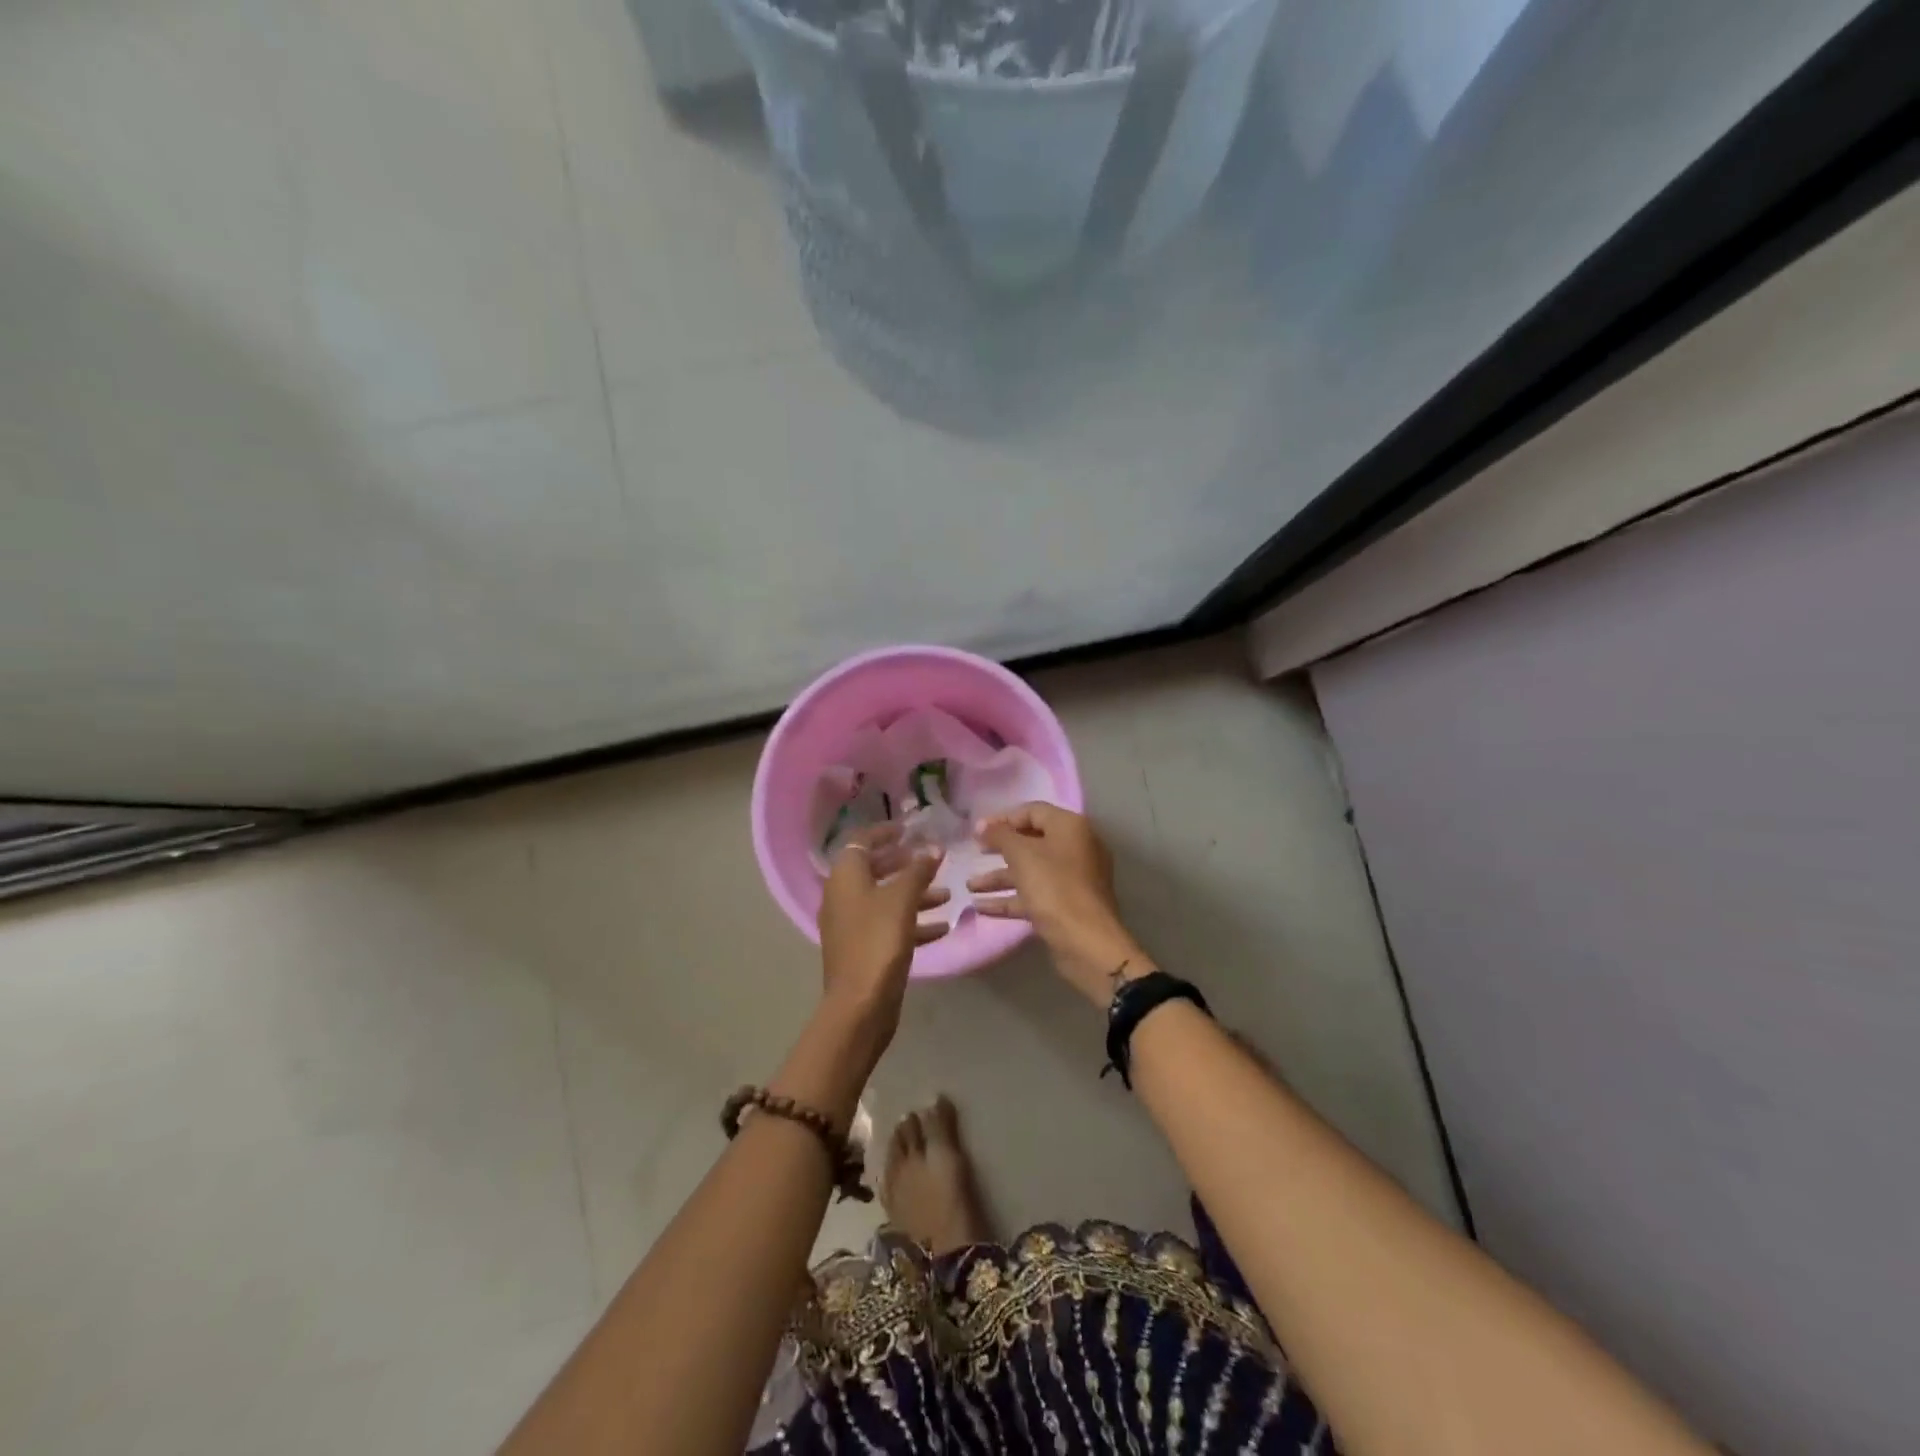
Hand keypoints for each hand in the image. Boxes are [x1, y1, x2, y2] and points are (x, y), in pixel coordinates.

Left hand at [817, 824, 947, 1038]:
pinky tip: (942, 928)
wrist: (860, 1004)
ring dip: (915, 894)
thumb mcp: (902, 900)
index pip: (861, 841)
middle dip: (905, 864)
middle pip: (874, 869)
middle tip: (932, 860)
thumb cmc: (878, 941)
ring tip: (948, 895)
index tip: (910, 829)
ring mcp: (851, 925)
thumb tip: (933, 848)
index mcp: (844, 877)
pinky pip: (889, 925)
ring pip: (885, 899)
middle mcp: (842, 896)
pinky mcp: (863, 948)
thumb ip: (918, 870)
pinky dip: (913, 922)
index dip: (885, 832)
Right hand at [970, 803, 1151, 1006]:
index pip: (1033, 811)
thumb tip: (982, 825)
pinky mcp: (1067, 905)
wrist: (1086, 942)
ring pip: (1031, 871)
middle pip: (1032, 841)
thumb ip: (1000, 835)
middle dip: (1000, 849)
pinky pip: (1035, 894)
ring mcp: (1073, 879)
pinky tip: (982, 907)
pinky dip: (1011, 898)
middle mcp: (1076, 848)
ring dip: (1000, 877)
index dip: (1003, 819)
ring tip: (970, 886)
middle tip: (974, 854)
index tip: (977, 832)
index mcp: (1071, 827)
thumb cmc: (1054, 887)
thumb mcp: (1022, 855)